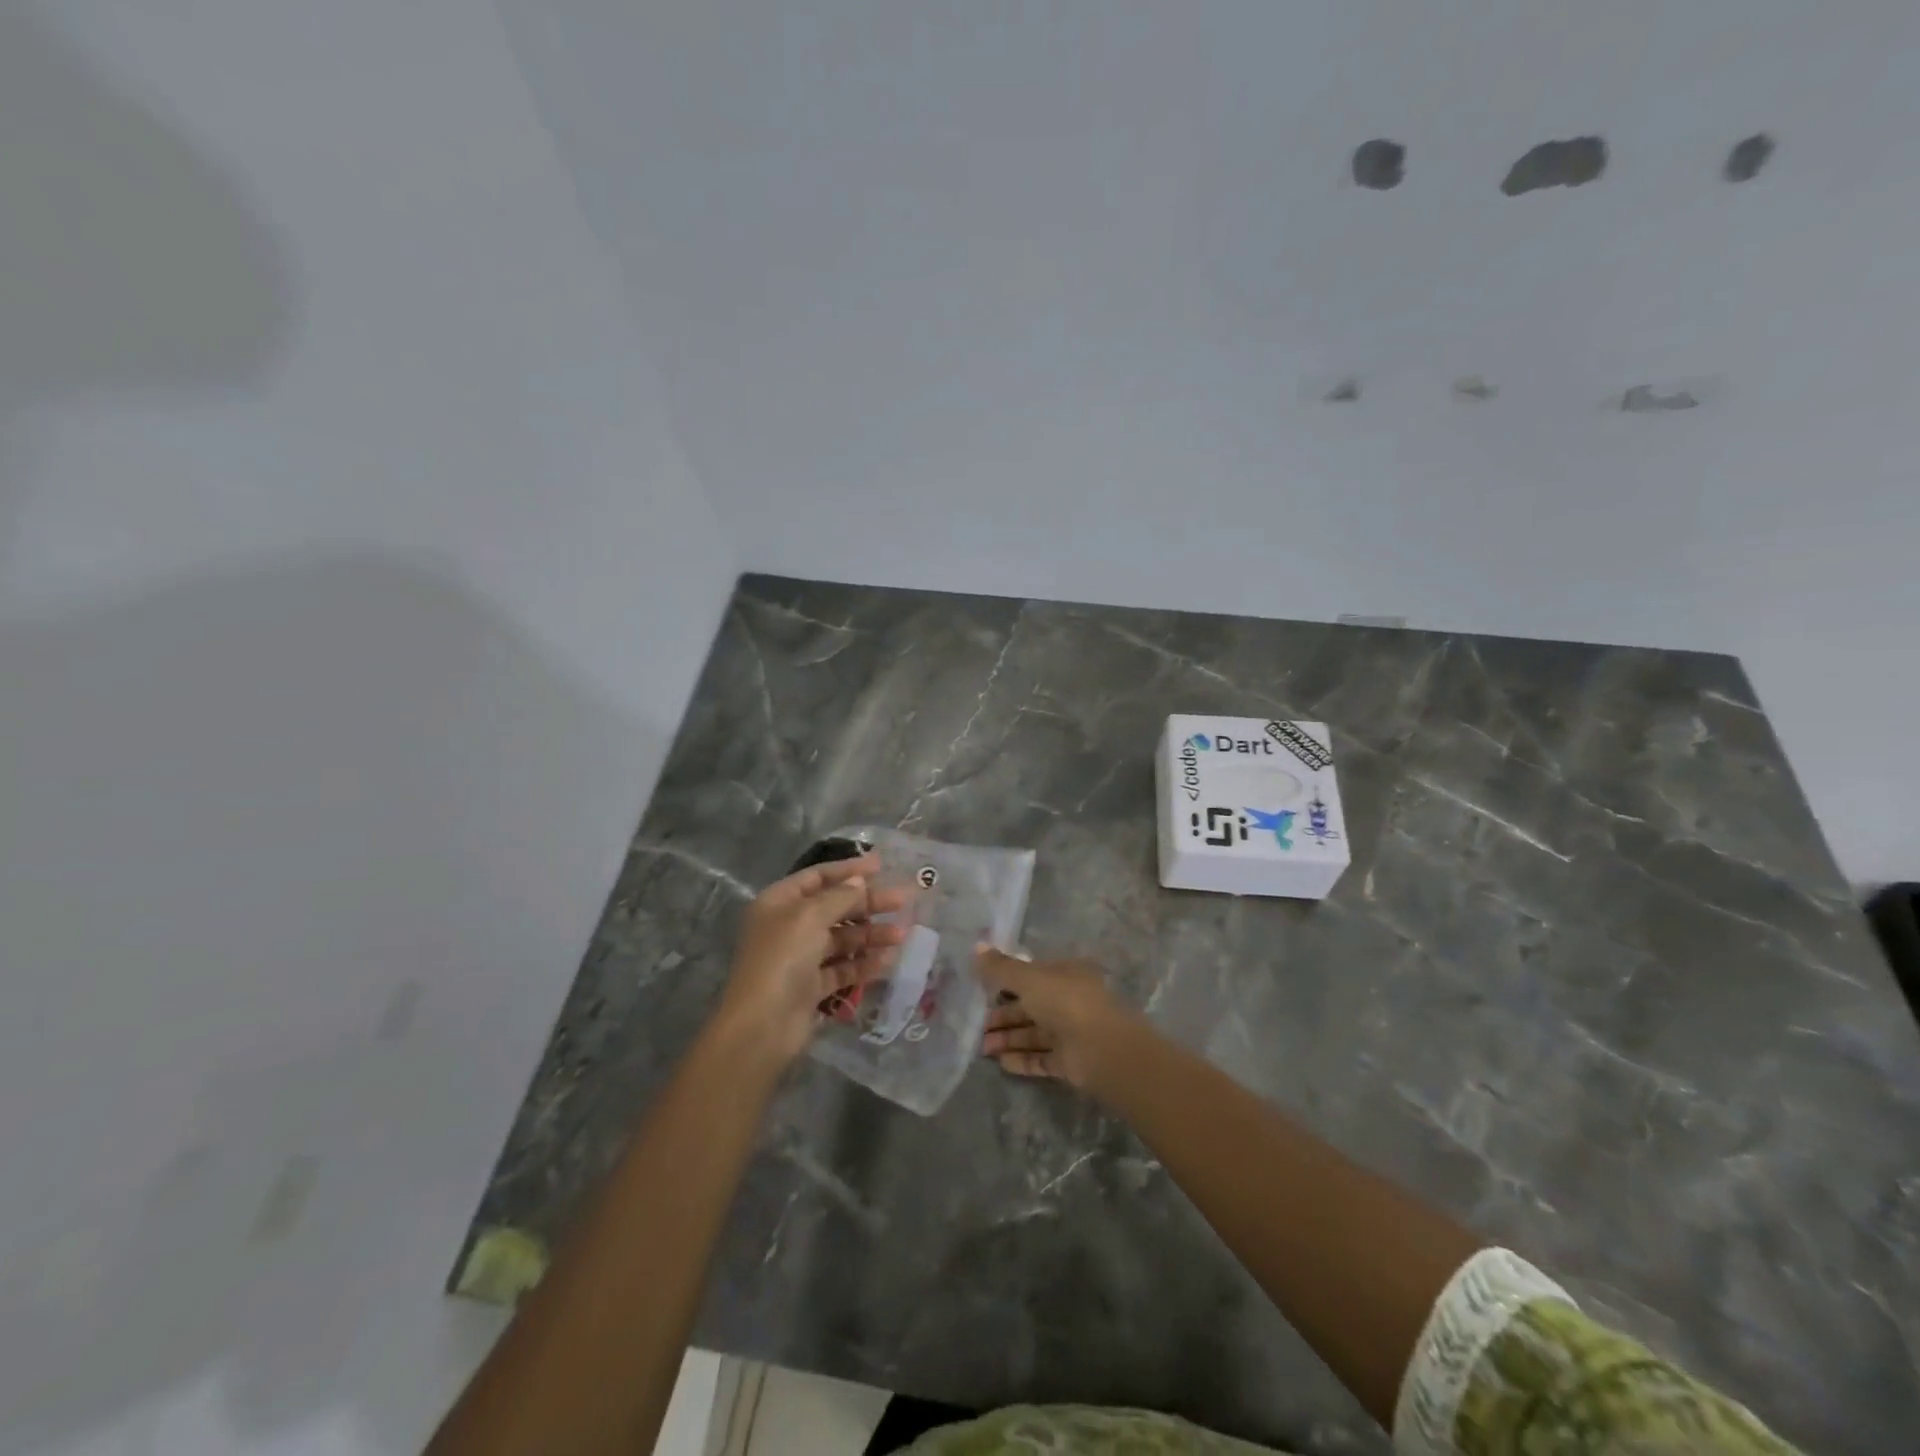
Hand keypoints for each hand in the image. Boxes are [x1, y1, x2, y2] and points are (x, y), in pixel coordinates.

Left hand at [716, 853, 908, 1064]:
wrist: (762, 1026)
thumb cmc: (783, 958)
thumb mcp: (810, 917)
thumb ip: (839, 896)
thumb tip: (859, 881)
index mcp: (779, 903)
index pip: (818, 877)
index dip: (849, 870)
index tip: (882, 866)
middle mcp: (788, 927)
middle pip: (834, 907)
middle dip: (868, 904)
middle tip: (902, 900)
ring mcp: (800, 958)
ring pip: (842, 939)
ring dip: (871, 935)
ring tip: (902, 935)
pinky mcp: (812, 987)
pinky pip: (843, 968)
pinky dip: (864, 963)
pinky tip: (888, 960)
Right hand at [976, 948, 1135, 1090]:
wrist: (1101, 1049)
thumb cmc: (1064, 1001)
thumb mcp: (1028, 978)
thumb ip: (1001, 967)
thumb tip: (976, 946)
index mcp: (1065, 974)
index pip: (1032, 975)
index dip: (1007, 981)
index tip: (982, 991)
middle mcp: (1069, 1001)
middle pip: (1031, 1007)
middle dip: (1003, 1015)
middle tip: (978, 1025)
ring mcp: (1071, 1033)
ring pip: (1034, 1034)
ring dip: (1008, 1039)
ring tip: (983, 1047)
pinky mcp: (1070, 1062)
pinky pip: (1041, 1059)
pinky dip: (1022, 1060)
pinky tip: (1000, 1063)